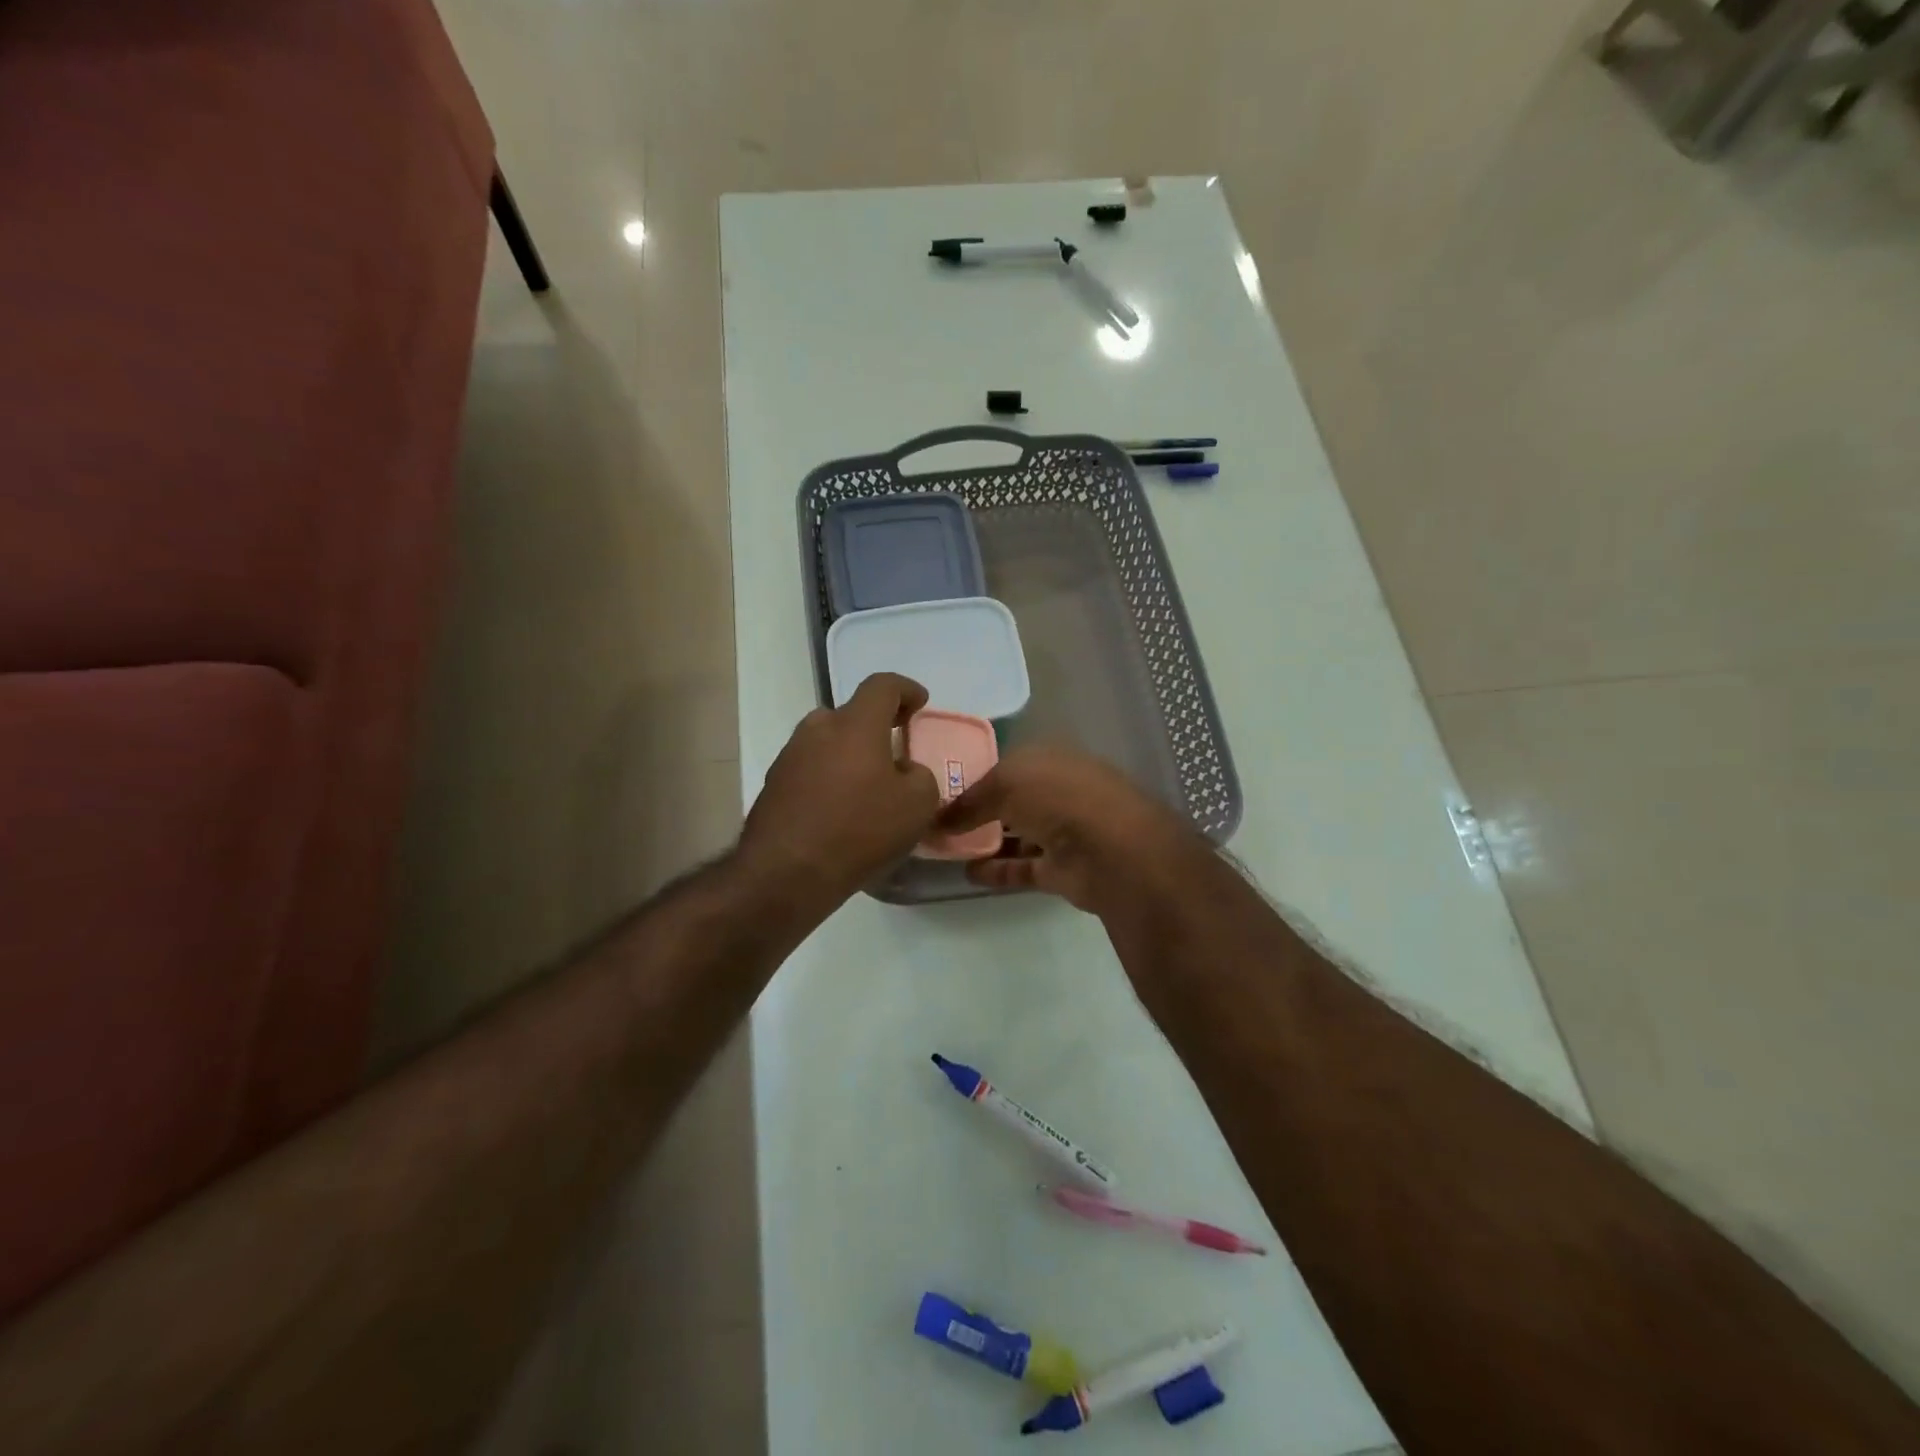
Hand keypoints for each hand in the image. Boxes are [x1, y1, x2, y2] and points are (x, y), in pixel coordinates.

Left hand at [740, 673, 941, 908]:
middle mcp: (817, 729)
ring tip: (867, 789)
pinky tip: (841, 812)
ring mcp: (789, 756)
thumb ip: (921, 777)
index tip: (920, 703)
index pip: (882, 685)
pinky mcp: (773, 785)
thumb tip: (904, 772)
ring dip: (850, 756)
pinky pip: (811, 770)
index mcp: (855, 724)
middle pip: (851, 715)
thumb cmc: (859, 830)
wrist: (785, 873)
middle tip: (893, 754)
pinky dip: (829, 780)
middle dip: (875, 728)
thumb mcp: (917, 806)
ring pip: (828, 743)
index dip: (906, 689)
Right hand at [936, 746, 1199, 913]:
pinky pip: (1022, 867)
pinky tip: (967, 873)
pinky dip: (997, 870)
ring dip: (986, 840)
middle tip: (938, 821)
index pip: (1007, 765)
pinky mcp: (1062, 869)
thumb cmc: (1058, 798)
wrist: (1112, 850)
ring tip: (946, 848)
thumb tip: (938, 820)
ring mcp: (1063, 831)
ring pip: (1018, 834)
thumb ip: (969, 802)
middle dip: (980, 809)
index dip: (976, 775)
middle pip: (1013, 800)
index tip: (941, 789)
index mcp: (1050, 759)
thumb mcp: (1005, 784)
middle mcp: (1059, 791)